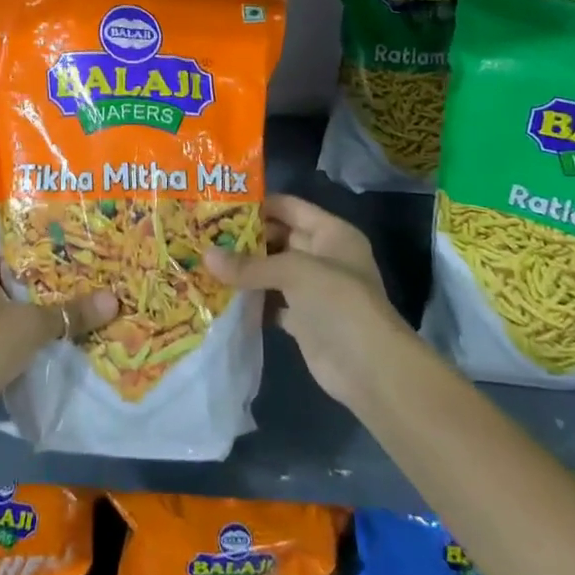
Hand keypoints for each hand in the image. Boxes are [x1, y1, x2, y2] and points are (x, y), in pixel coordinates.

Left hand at [0, 245, 117, 425]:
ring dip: (34, 311)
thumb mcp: (32, 326)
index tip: (76, 254)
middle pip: (12, 277)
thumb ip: (71, 311)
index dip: (44, 250)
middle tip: (84, 282)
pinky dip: (21, 333)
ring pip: (7, 306)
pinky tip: (50, 338)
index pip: (13, 247)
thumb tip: (113, 300)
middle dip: (45, 283)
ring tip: (74, 309)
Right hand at [207, 194, 410, 406]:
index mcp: (331, 233)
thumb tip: (205, 256)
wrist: (370, 370)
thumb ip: (250, 265)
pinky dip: (252, 300)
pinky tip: (221, 296)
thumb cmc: (339, 303)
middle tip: (204, 235)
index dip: (258, 204)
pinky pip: (272, 302)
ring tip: (205, 262)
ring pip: (273, 271)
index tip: (218, 205)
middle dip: (245, 239)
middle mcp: (323, 257)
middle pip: (278, 238)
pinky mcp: (304, 320)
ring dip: (245, 270)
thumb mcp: (294, 272)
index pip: (290, 207)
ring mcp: (314, 290)